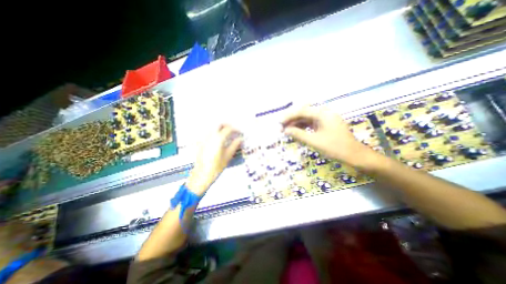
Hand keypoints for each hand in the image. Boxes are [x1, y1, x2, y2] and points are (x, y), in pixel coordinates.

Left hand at [188, 125, 242, 195]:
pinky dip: (214, 132)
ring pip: (213, 127)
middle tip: (233, 130)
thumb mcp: (228, 156)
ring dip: (220, 128)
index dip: (235, 129)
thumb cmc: (216, 166)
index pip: (228, 129)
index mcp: (218, 139)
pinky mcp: (200, 142)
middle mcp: (210, 136)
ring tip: (226, 134)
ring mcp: (204, 138)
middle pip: (219, 124)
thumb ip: (234, 145)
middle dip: (227, 125)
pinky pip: (208, 133)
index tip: (239, 132)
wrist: (202, 174)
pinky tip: (218, 139)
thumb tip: (240, 139)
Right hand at [283, 106, 376, 167]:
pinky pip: (311, 123)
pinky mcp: (325, 124)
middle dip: (291, 119)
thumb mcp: (314, 141)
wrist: (354, 155)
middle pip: (303, 113)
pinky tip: (296, 131)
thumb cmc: (335, 148)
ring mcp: (325, 118)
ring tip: (286, 130)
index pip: (302, 111)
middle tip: (281, 127)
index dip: (289, 116)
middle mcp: (324, 113)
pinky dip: (303, 127)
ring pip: (306, 118)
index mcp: (323, 114)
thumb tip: (285, 130)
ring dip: (296, 123)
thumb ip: (298, 134)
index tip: (279, 122)